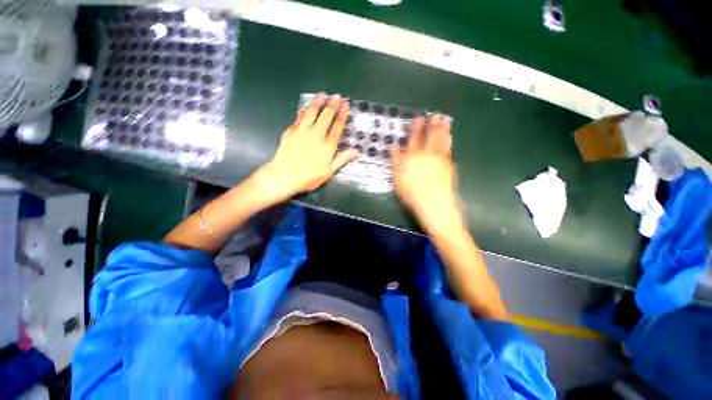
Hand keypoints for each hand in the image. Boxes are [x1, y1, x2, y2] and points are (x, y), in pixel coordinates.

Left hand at [258, 93, 359, 201]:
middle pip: (326, 116)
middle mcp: (316, 134)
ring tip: (322, 95)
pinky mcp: (291, 131)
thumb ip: (342, 159)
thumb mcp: (329, 172)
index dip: (342, 114)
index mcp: (327, 145)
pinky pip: (299, 117)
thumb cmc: (309, 177)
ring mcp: (302, 131)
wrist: (284, 176)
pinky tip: (306, 107)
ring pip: (311, 112)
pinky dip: (304, 110)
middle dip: (333, 105)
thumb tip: (357, 152)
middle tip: (337, 96)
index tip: (346, 105)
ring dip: (318, 102)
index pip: (337, 126)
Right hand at [390, 115, 462, 230]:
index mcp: (413, 157)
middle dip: (433, 125)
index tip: (419, 118)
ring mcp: (440, 160)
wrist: (434, 204)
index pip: (414, 139)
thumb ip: (396, 162)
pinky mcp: (449, 167)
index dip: (416, 128)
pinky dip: (449, 143)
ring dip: (444, 130)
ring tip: (446, 121)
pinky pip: (449, 151)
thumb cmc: (411, 193)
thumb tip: (393, 148)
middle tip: (436, 115)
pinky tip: (450, 139)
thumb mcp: (398, 179)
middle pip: (431, 137)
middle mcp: (427, 155)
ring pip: (442, 141)